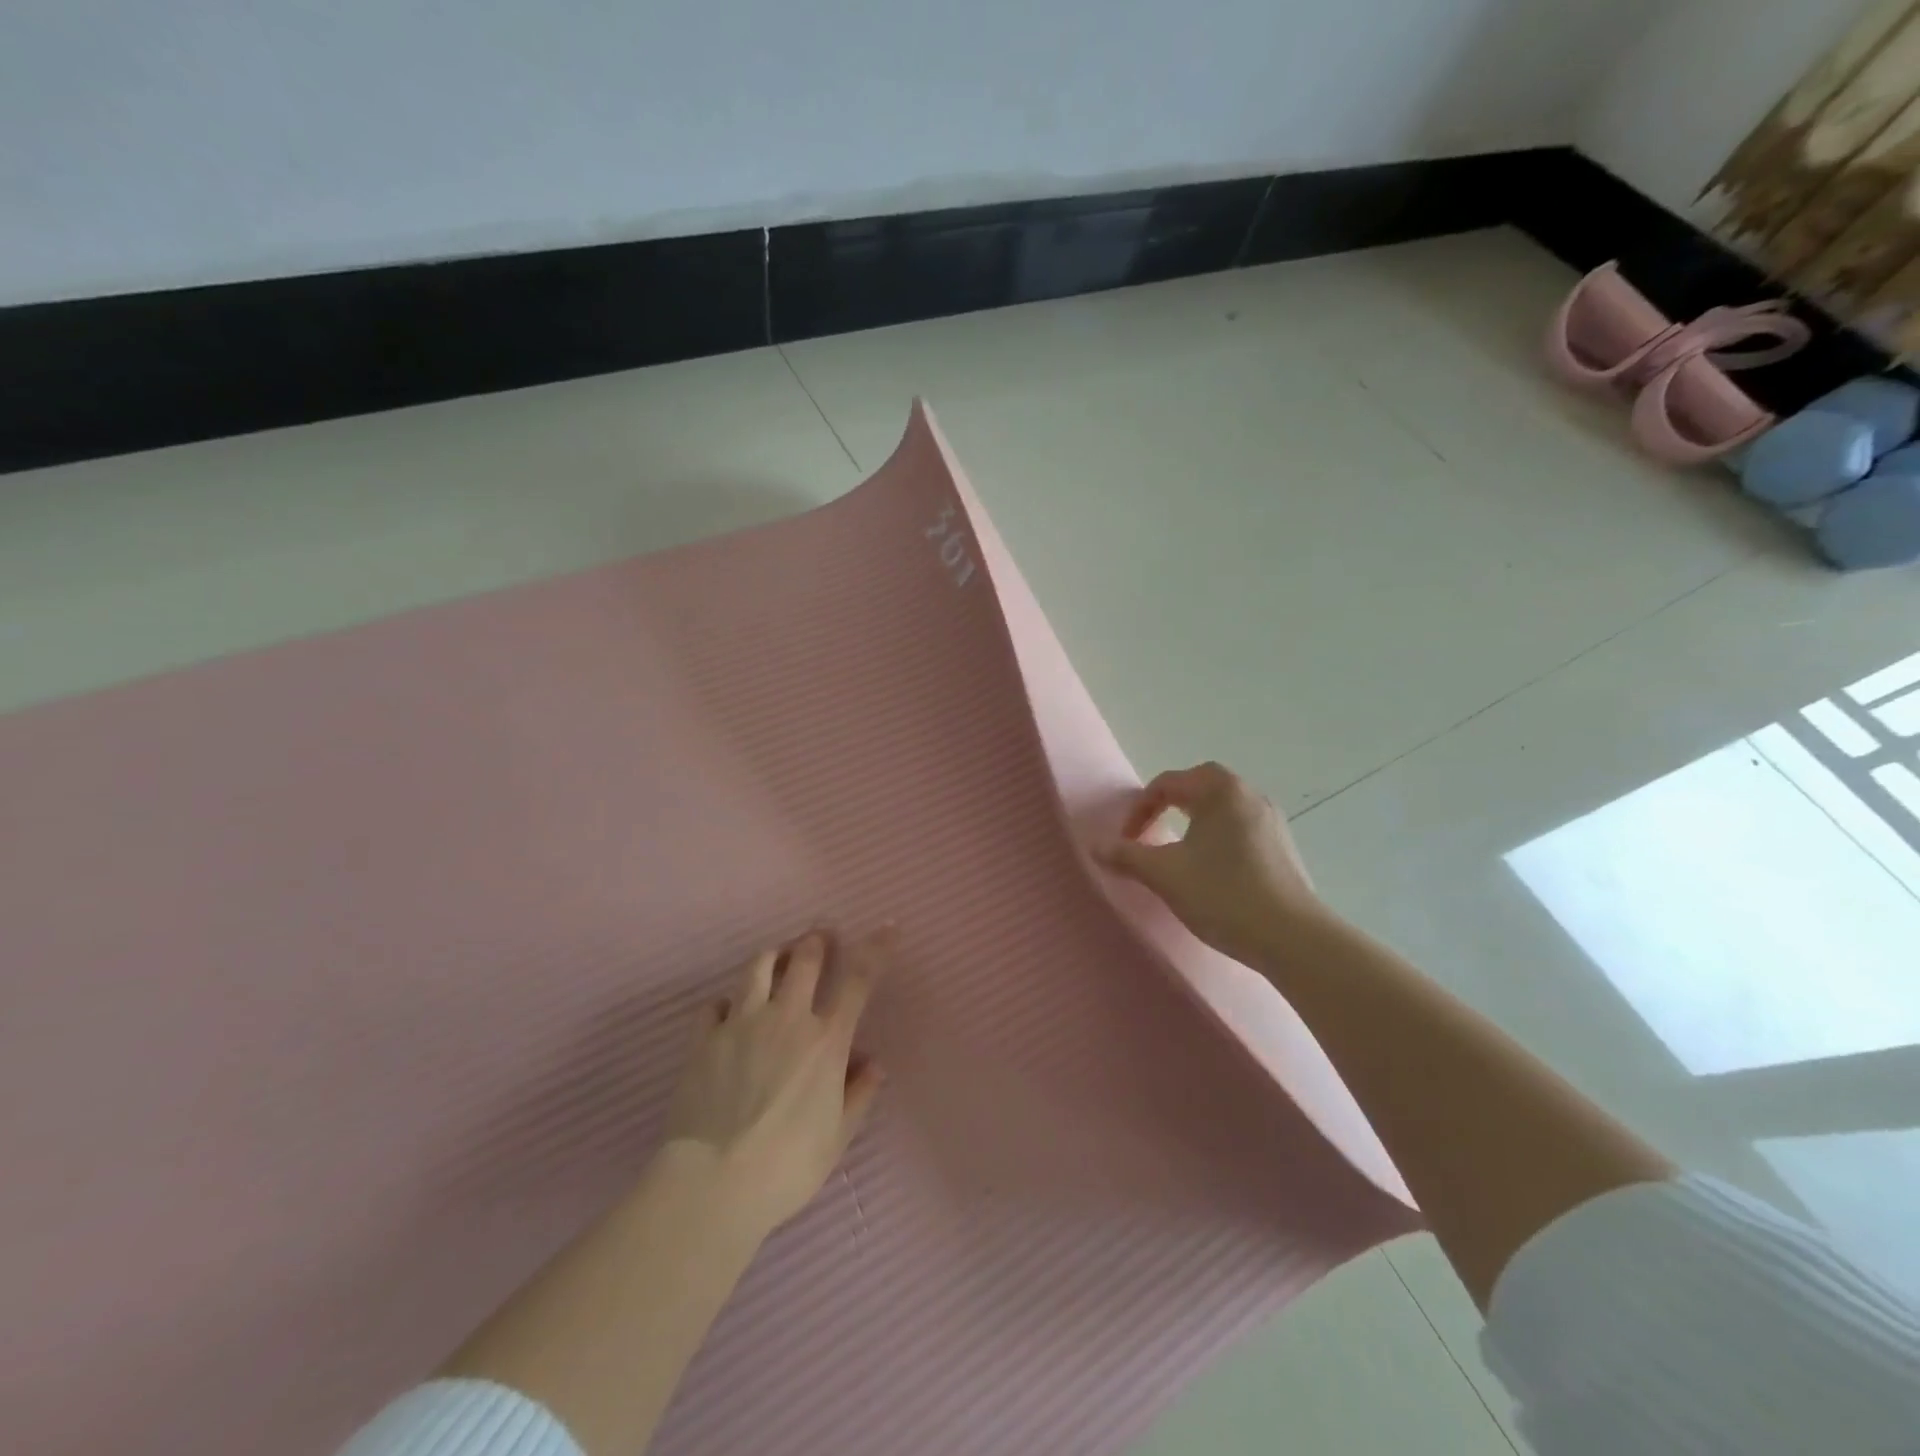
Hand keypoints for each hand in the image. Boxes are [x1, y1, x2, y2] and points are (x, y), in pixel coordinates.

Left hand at [662, 930, 888, 1240]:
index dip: (877, 948)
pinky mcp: (704, 1038)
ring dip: (773, 955)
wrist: (715, 1183)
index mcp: (826, 1040)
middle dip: (816, 940)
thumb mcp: (838, 1137)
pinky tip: (728, 1010)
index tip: (888, 927)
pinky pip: (714, 1004)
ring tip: (778, 957)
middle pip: (805, 959)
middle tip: (820, 937)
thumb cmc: (787, 1166)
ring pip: (758, 967)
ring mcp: (741, 1023)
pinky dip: (726, 1001)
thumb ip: (859, 1095)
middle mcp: (787, 1018)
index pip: (859, 979)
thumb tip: (874, 1064)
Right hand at [1097, 762, 1321, 964]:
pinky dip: (1218, 838)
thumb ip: (1126, 856)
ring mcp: (1271, 820)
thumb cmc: (1222, 895)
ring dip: (1194, 821)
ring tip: (1178, 852)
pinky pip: (1241, 828)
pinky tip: (1212, 871)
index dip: (1139, 810)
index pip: (1167, 784)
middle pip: (1199, 787)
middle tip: (1150, 833)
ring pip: (1222, 808)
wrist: (1292, 938)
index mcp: (1220, 790)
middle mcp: (1249, 794)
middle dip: (1168, 806)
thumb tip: (1096, 845)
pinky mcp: (1284, 847)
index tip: (1127, 842)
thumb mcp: (1164, 875)